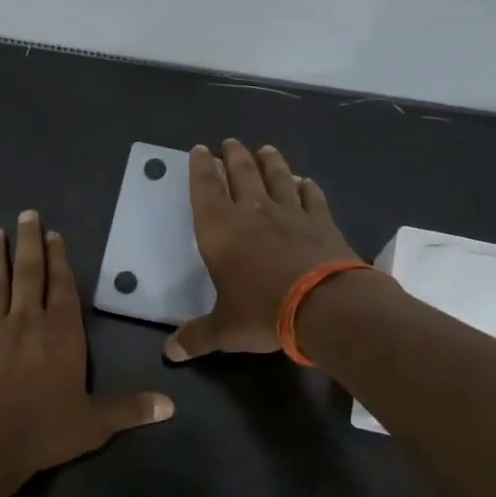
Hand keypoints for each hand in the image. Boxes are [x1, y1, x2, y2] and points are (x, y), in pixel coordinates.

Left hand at [0, 210, 173, 483]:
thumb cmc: (45, 429)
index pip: (63, 288)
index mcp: (62, 334)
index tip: (54, 235)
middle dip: (29, 243)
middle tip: (25, 214)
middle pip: (29, 274)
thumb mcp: (95, 423)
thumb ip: (130, 410)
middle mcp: (27, 322)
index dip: (60, 260)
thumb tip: (171, 406)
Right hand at [165, 139, 361, 360]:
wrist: (324, 306)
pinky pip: (311, 197)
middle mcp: (253, 212)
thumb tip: (170, 354)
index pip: (205, 189)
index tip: (200, 150)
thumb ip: (197, 337)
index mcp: (220, 230)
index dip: (200, 168)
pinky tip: (306, 182)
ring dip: (270, 162)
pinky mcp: (322, 221)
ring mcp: (291, 213)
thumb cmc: (262, 312)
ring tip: (265, 150)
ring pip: (277, 177)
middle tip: (231, 142)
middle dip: (234, 156)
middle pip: (241, 173)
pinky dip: (307, 187)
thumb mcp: (224, 330)